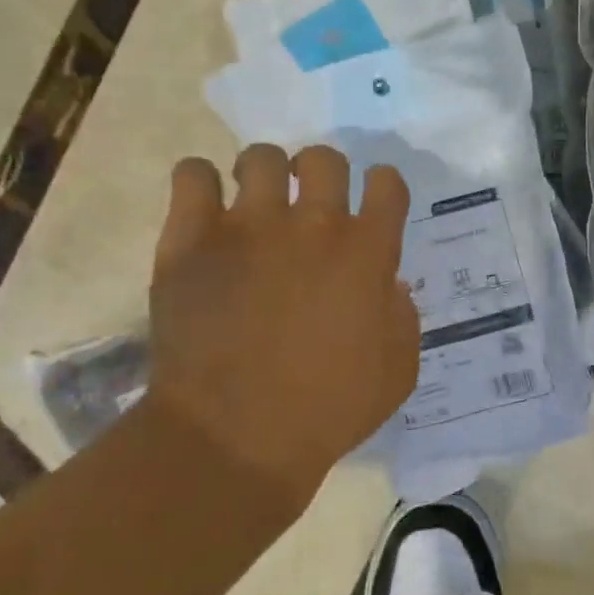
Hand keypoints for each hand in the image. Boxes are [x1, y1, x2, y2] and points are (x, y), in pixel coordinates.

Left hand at [144, 145, 418, 505]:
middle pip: (324, 159)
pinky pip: (192, 174)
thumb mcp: (399, 371)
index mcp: (369, 253)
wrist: (237, 437)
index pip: (387, 184)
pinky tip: (205, 207)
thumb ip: (402, 316)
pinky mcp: (191, 240)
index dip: (383, 188)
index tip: (373, 206)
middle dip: (323, 174)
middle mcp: (314, 226)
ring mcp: (249, 227)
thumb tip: (385, 283)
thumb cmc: (330, 409)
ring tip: (254, 202)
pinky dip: (200, 182)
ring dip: (264, 173)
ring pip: (261, 157)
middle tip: (309, 205)